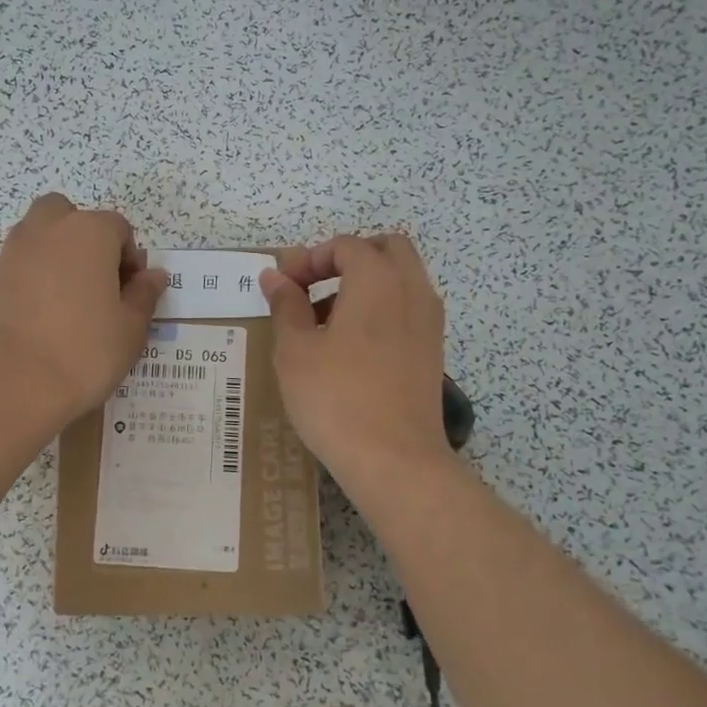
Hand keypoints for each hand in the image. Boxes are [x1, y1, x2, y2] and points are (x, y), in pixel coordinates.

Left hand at [0, 194, 166, 423]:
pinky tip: (44, 316)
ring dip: (58, 255)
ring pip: (41, 236)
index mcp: (89, 232)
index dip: (130, 259)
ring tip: (71, 301)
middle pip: (69, 216)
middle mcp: (49, 230)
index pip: (118, 228)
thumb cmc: (85, 351)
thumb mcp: (130, 328)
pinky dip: (35, 278)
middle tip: (98, 282)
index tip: (131, 293)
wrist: (12, 381)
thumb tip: (153, 275)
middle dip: (85, 239)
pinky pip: (22, 264)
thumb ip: (143, 295)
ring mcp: (15, 252)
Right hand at [260, 233, 451, 485]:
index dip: (309, 258)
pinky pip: (407, 309)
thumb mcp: (295, 350)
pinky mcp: (432, 352)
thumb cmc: (336, 398)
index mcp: (378, 281)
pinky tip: (350, 348)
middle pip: (386, 249)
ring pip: (400, 279)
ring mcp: (429, 322)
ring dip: (364, 284)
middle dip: (346, 259)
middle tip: (312, 287)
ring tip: (324, 322)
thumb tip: (274, 276)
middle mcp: (412, 291)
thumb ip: (285, 305)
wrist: (395, 460)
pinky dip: (381, 310)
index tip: (283, 286)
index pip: (346, 246)